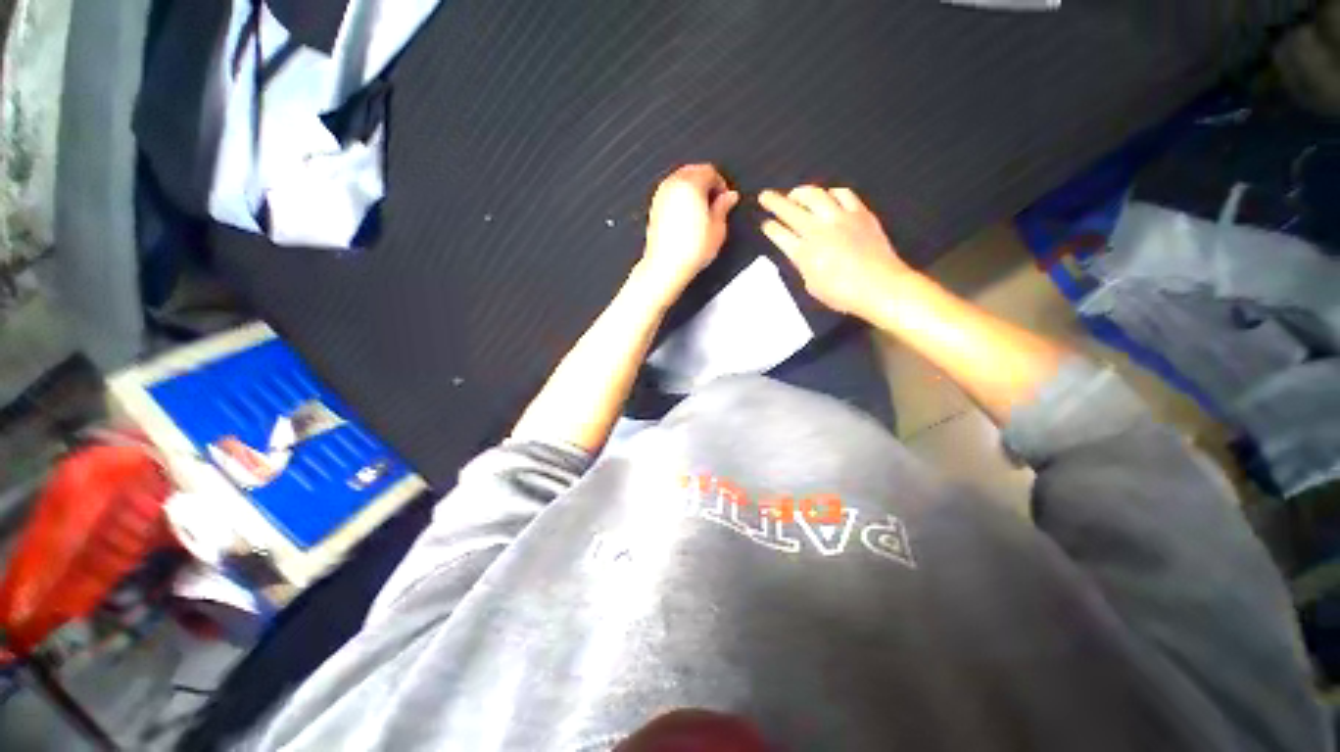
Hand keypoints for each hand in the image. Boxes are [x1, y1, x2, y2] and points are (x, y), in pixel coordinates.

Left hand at [637, 164, 739, 301]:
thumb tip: (729, 197)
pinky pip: (671, 192)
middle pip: (693, 171)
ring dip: (693, 188)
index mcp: (691, 185)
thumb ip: (724, 207)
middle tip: (715, 201)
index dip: (721, 183)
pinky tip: (688, 215)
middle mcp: (673, 185)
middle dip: (706, 182)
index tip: (725, 197)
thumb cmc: (690, 251)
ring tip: (702, 210)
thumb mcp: (717, 229)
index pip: (709, 171)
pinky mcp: (654, 207)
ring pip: (680, 180)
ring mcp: (661, 195)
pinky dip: (681, 196)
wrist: (666, 266)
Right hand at [759, 186, 912, 316]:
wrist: (880, 286)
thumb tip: (801, 251)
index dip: (770, 227)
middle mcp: (818, 230)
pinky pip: (843, 194)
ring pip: (815, 195)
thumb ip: (803, 264)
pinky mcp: (859, 213)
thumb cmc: (842, 294)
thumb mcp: (812, 285)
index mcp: (804, 253)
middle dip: (774, 201)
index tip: (764, 223)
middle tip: (765, 195)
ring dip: (801, 192)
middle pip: (791, 210)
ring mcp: (840, 218)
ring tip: (795, 194)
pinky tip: (828, 196)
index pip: (780, 234)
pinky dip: (830, 193)